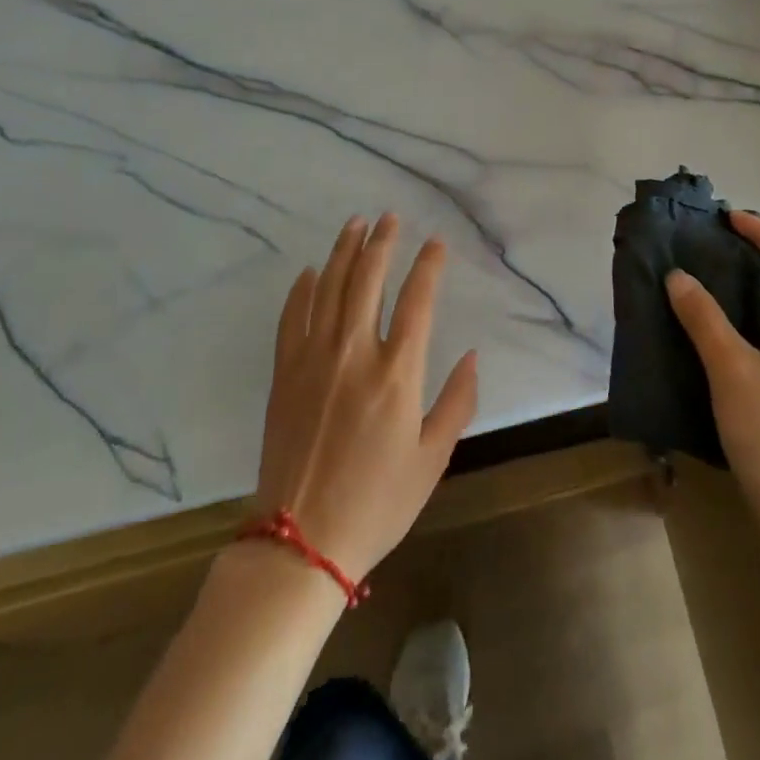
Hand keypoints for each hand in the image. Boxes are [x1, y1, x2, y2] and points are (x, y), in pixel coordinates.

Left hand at [255, 214, 477, 579]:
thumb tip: (473, 356)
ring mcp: (314, 360)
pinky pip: (292, 318)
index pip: (418, 300)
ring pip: (330, 288)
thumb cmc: (377, 503)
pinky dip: (302, 289)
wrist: (299, 542)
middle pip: (368, 279)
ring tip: (355, 224)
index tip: (436, 242)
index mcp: (398, 373)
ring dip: (344, 251)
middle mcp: (355, 354)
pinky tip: (312, 271)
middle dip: (382, 242)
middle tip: (390, 217)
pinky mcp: (285, 374)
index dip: (429, 265)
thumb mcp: (432, 459)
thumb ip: (457, 402)